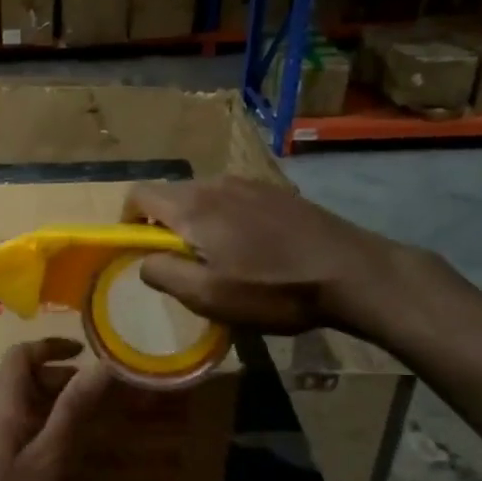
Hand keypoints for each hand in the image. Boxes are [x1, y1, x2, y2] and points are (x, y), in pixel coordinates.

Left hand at [0, 339, 117, 480]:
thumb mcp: (47, 462)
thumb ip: (72, 412)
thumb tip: (101, 365)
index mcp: (1, 407)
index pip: (20, 355)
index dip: (50, 346)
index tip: (85, 350)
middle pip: (22, 378)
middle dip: (60, 376)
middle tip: (100, 391)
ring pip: (22, 405)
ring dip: (54, 403)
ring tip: (92, 419)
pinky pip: (18, 429)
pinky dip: (44, 427)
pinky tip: (65, 453)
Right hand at [124, 177, 421, 339]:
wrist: (354, 272)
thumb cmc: (275, 289)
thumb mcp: (209, 296)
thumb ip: (164, 274)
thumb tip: (142, 261)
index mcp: (193, 207)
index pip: (139, 194)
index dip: (127, 221)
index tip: (137, 250)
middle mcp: (216, 185)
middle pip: (170, 195)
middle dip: (162, 225)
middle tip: (179, 263)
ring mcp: (249, 184)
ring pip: (203, 197)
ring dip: (195, 223)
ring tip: (217, 258)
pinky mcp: (276, 192)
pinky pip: (232, 199)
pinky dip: (224, 219)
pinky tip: (251, 249)